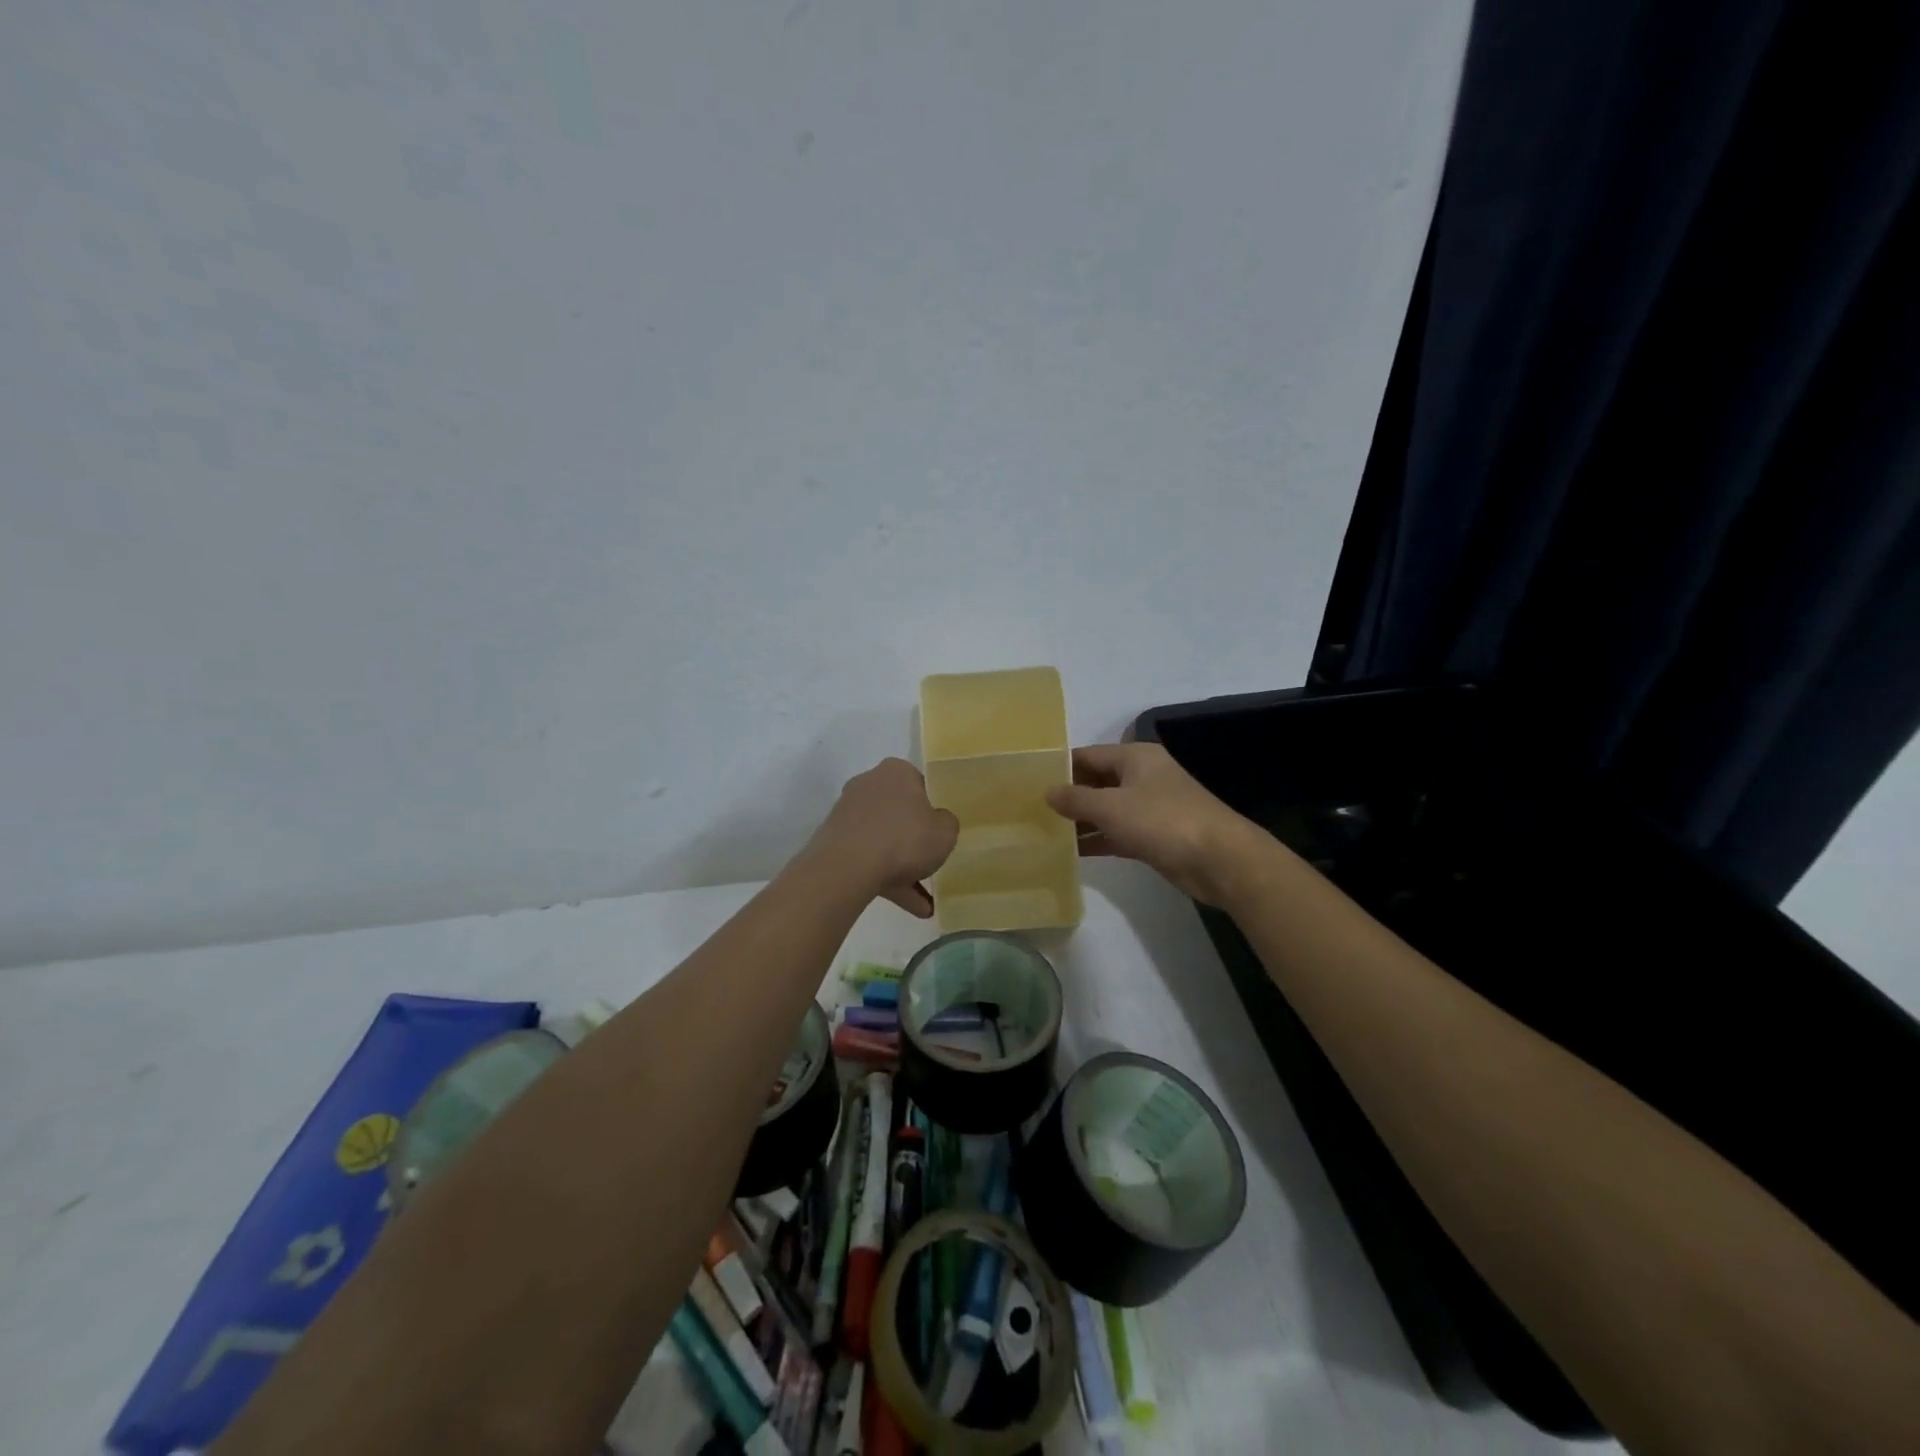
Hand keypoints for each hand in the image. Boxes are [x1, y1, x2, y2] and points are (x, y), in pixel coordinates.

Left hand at [809, 758, 959, 917]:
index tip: (939, 829)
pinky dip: (887, 881)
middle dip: (914, 841)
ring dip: (904, 869)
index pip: (919, 784)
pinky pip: (868, 859)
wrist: (847, 867)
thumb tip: (939, 823)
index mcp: (896, 772)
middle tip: (931, 863)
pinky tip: (911, 908)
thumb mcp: (945, 832)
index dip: (931, 807)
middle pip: (898, 813)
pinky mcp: (835, 842)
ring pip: (883, 841)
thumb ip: (947, 824)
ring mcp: (848, 814)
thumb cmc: (904, 838)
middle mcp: (868, 785)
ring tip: (926, 903)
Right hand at [1046, 742, 1263, 905]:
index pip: (1088, 755)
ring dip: (1080, 820)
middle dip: (1068, 794)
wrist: (1219, 860)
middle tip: (1031, 808)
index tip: (1029, 780)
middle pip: (1096, 781)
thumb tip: (1048, 792)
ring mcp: (1149, 807)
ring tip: (1043, 830)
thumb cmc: (1162, 821)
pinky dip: (1097, 839)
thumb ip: (1076, 799)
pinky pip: (1117, 832)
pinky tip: (1071, 851)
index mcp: (1135, 758)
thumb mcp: (1112, 807)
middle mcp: (1142, 777)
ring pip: (1106, 809)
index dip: (1060, 766)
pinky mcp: (1154, 836)